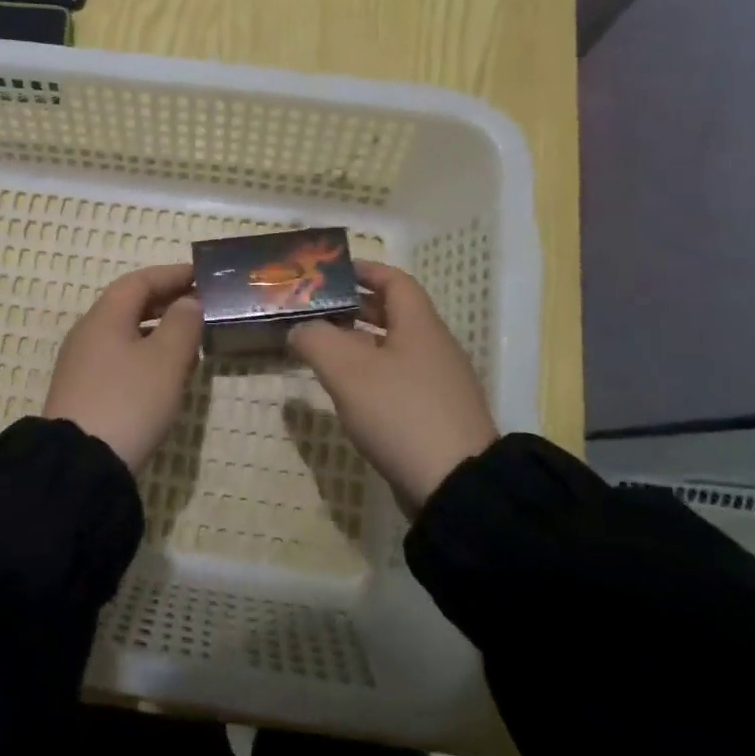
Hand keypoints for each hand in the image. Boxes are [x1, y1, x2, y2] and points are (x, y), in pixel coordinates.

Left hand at [44, 263, 202, 473]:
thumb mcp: (166, 360)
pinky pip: (118, 359)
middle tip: (201, 306)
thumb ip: (183, 324)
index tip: (203, 276)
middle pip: (129, 305)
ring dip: (158, 331)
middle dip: (166, 302)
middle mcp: (88, 333)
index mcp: (105, 317)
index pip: (140, 281)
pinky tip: (165, 376)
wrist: (80, 464)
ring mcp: (81, 364)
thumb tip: (188, 302)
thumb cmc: (129, 401)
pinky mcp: (83, 392)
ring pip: (124, 334)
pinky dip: (145, 355)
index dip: (172, 275)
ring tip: (190, 342)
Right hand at [288, 261, 496, 515]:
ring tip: (321, 350)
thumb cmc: (400, 412)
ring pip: (393, 349)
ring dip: (358, 344)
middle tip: (315, 310)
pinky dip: (370, 375)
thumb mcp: (347, 370)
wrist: (455, 485)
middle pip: (393, 314)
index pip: (395, 280)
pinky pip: (398, 380)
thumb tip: (299, 329)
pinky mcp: (434, 415)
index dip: (364, 270)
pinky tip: (347, 393)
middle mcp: (434, 347)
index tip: (331, 272)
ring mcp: (438, 384)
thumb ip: (316, 340)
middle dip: (354, 308)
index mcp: (420, 325)